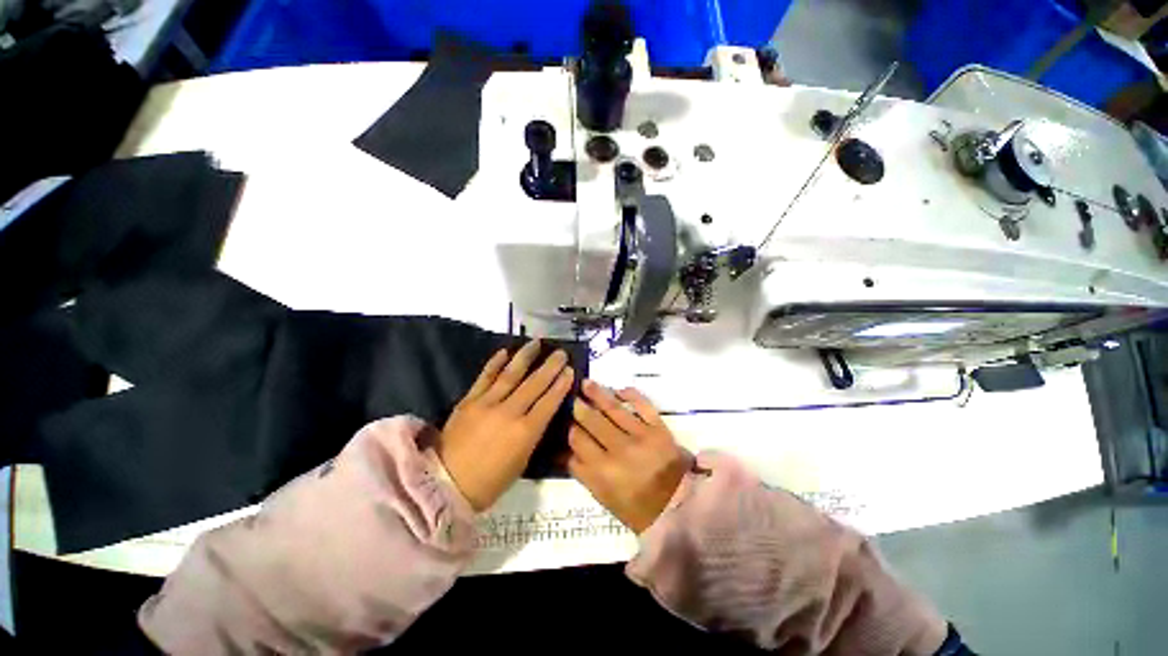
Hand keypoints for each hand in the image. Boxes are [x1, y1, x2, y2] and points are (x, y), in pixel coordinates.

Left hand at [437, 340, 573, 510]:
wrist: (445, 484)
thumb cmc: (490, 481)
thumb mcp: (522, 462)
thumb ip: (533, 433)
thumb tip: (542, 412)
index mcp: (525, 432)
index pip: (549, 402)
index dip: (561, 384)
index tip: (570, 370)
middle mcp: (509, 412)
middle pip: (534, 384)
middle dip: (550, 366)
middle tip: (561, 353)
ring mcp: (487, 403)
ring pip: (511, 374)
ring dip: (525, 356)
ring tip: (536, 342)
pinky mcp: (468, 400)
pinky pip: (484, 377)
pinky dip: (495, 363)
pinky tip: (505, 351)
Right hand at [567, 380, 690, 533]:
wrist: (678, 508)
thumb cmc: (637, 507)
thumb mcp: (603, 497)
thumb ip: (582, 472)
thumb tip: (565, 450)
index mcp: (603, 471)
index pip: (578, 440)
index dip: (570, 428)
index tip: (567, 421)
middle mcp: (620, 450)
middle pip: (593, 421)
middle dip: (580, 407)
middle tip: (573, 397)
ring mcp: (641, 436)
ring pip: (614, 409)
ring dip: (598, 394)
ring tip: (587, 383)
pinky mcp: (659, 428)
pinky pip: (643, 405)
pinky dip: (631, 394)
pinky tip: (619, 389)